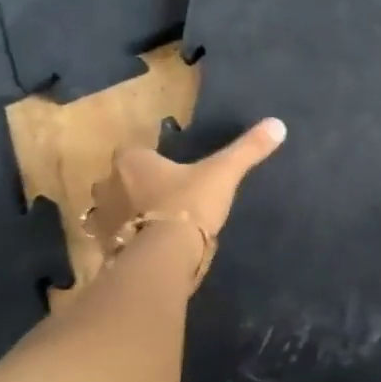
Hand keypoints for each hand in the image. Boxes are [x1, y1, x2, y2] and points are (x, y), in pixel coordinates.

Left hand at [85, 118, 286, 284]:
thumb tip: (278, 124)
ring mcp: (103, 221)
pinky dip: (127, 243)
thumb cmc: (188, 204)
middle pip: (116, 182)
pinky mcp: (104, 250)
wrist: (164, 257)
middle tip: (163, 197)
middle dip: (132, 188)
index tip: (168, 169)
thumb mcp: (224, 173)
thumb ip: (248, 149)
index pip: (132, 152)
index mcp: (131, 162)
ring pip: (112, 212)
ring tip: (156, 225)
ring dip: (127, 216)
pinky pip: (114, 241)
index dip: (148, 160)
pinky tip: (149, 249)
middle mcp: (107, 187)